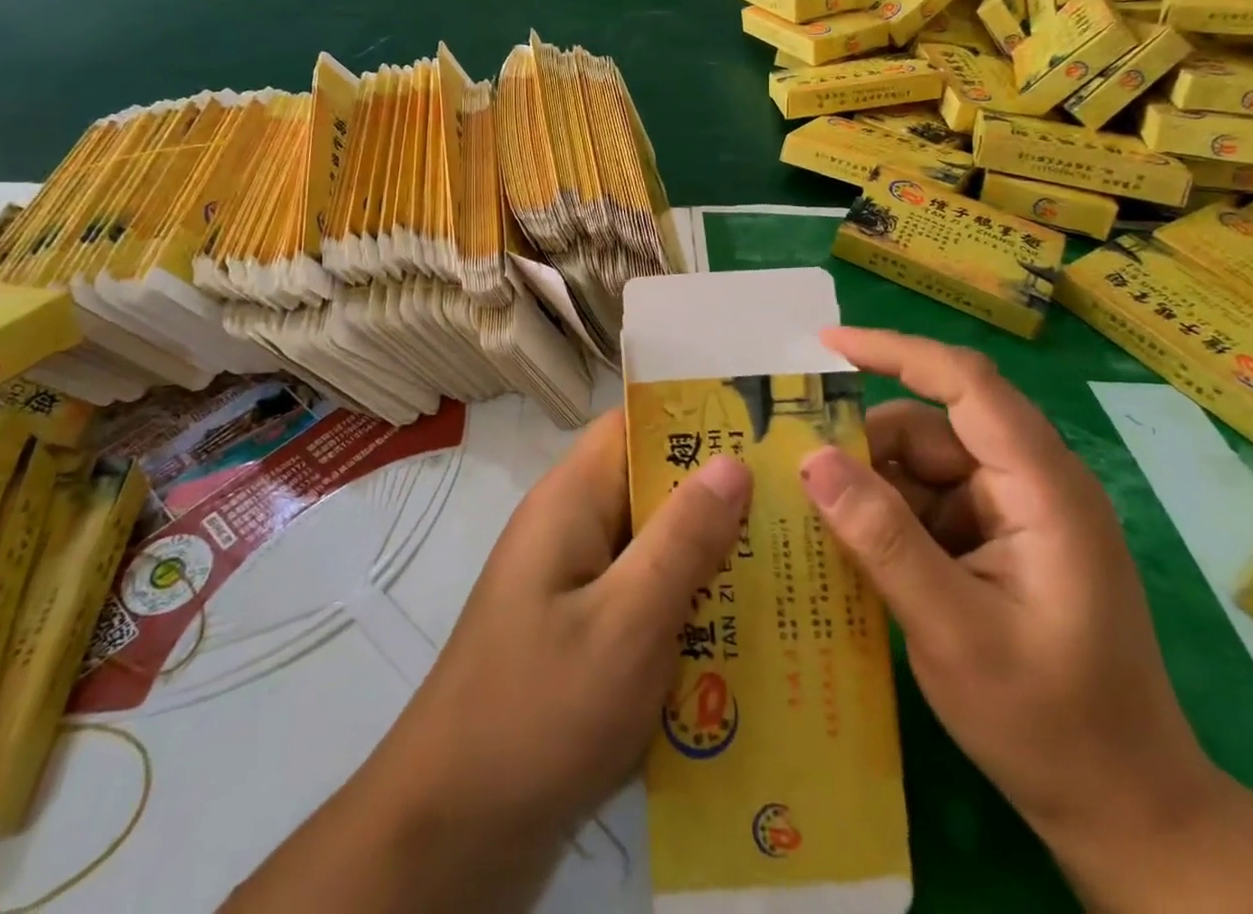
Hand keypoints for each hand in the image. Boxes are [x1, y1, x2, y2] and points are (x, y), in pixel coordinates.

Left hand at [390, 405, 751, 841]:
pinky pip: (641, 599)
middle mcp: (569, 528)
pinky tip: (743, 639)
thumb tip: (733, 461)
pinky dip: (685, 609)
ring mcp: (571, 584)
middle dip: (718, 498)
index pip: (634, 426)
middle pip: (650, 487)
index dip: (695, 421)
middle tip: (799, 510)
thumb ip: (682, 539)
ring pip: (651, 548)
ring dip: (707, 560)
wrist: (453, 831)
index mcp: (571, 501)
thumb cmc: (541, 710)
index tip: (766, 432)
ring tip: (790, 571)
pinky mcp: (578, 635)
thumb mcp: (626, 621)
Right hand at [799, 328, 1218, 857]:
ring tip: (826, 528)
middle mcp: (1032, 483)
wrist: (1125, 812)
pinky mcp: (999, 539)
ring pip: (921, 464)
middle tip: (803, 481)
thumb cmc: (1050, 724)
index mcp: (1043, 488)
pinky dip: (887, 515)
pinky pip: (927, 501)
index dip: (895, 351)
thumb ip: (882, 539)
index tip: (826, 346)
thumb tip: (811, 458)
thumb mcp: (952, 632)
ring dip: (873, 488)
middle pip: (932, 427)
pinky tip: (857, 550)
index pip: (966, 383)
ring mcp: (1015, 512)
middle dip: (867, 447)